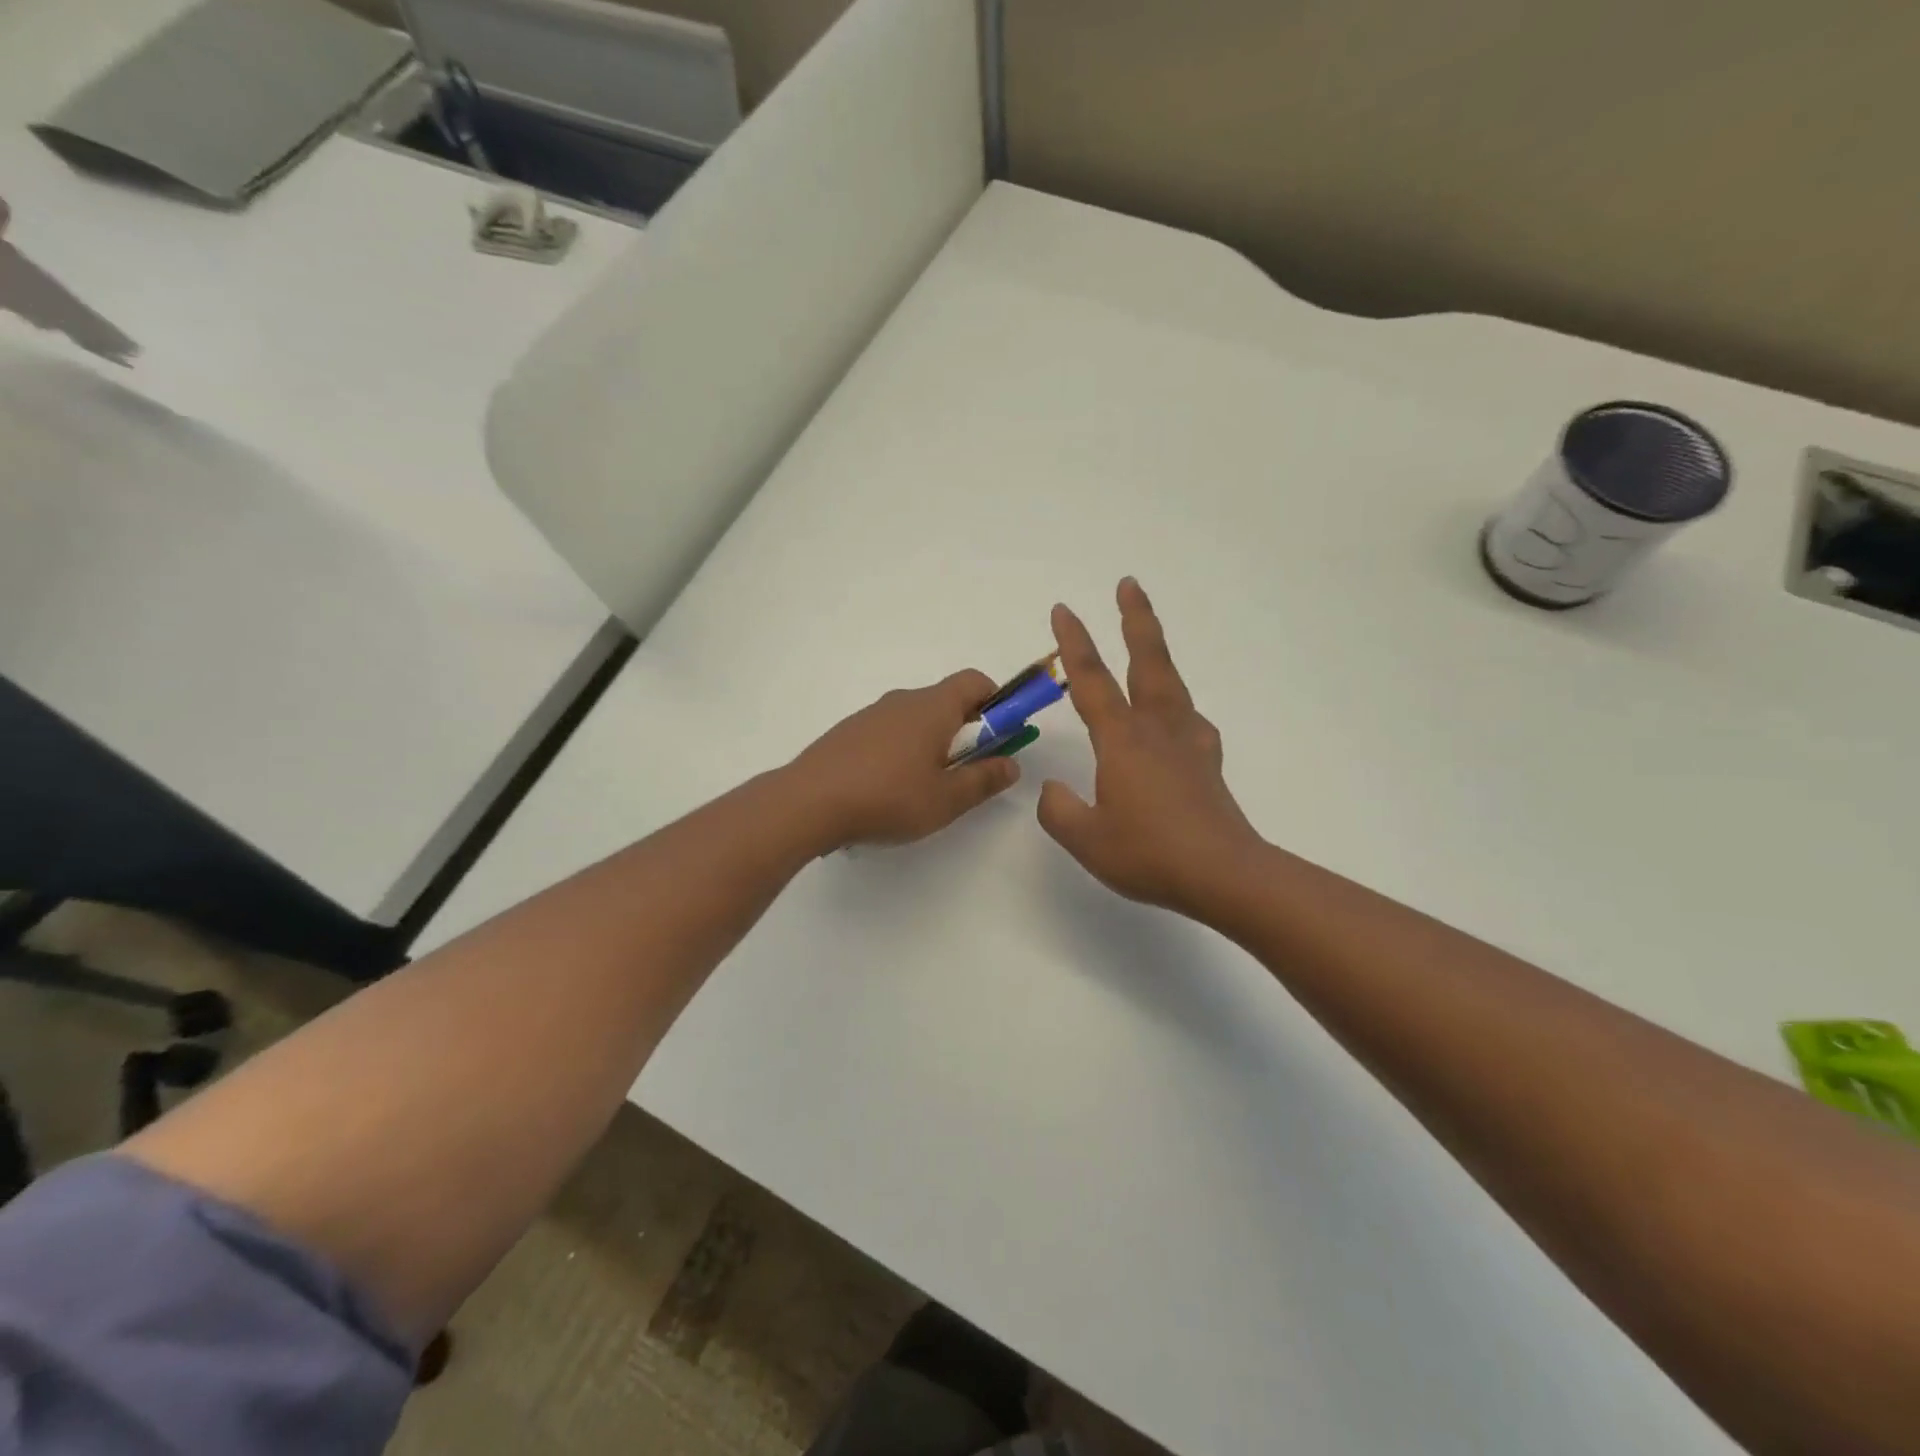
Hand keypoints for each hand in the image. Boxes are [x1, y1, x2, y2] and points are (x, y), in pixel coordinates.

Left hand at [793, 670, 1020, 848]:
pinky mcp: (848, 733)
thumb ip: (984, 780)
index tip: (1002, 734)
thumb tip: (1012, 764)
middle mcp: (902, 700)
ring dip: (932, 742)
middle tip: (968, 772)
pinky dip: (901, 751)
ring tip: (925, 787)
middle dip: (966, 729)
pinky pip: (888, 732)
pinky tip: (889, 789)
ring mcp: (871, 714)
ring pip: (915, 719)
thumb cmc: (888, 797)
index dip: (997, 701)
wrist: (807, 802)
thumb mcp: (946, 799)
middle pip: (946, 701)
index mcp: (933, 707)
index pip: (975, 681)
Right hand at [1038, 579, 1263, 917]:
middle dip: (1135, 620)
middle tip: (1128, 585)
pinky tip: (1175, 721)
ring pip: (1170, 684)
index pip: (1091, 680)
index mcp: (1122, 740)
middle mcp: (1157, 729)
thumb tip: (1053, 790)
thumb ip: (1058, 811)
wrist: (1224, 874)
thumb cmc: (1150, 854)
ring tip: (1147, 641)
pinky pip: (1189, 720)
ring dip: (1156, 653)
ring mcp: (1188, 743)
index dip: (1074, 643)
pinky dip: (1177, 707)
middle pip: (1147, 661)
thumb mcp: (1086, 839)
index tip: (1063, 610)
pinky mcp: (1207, 763)